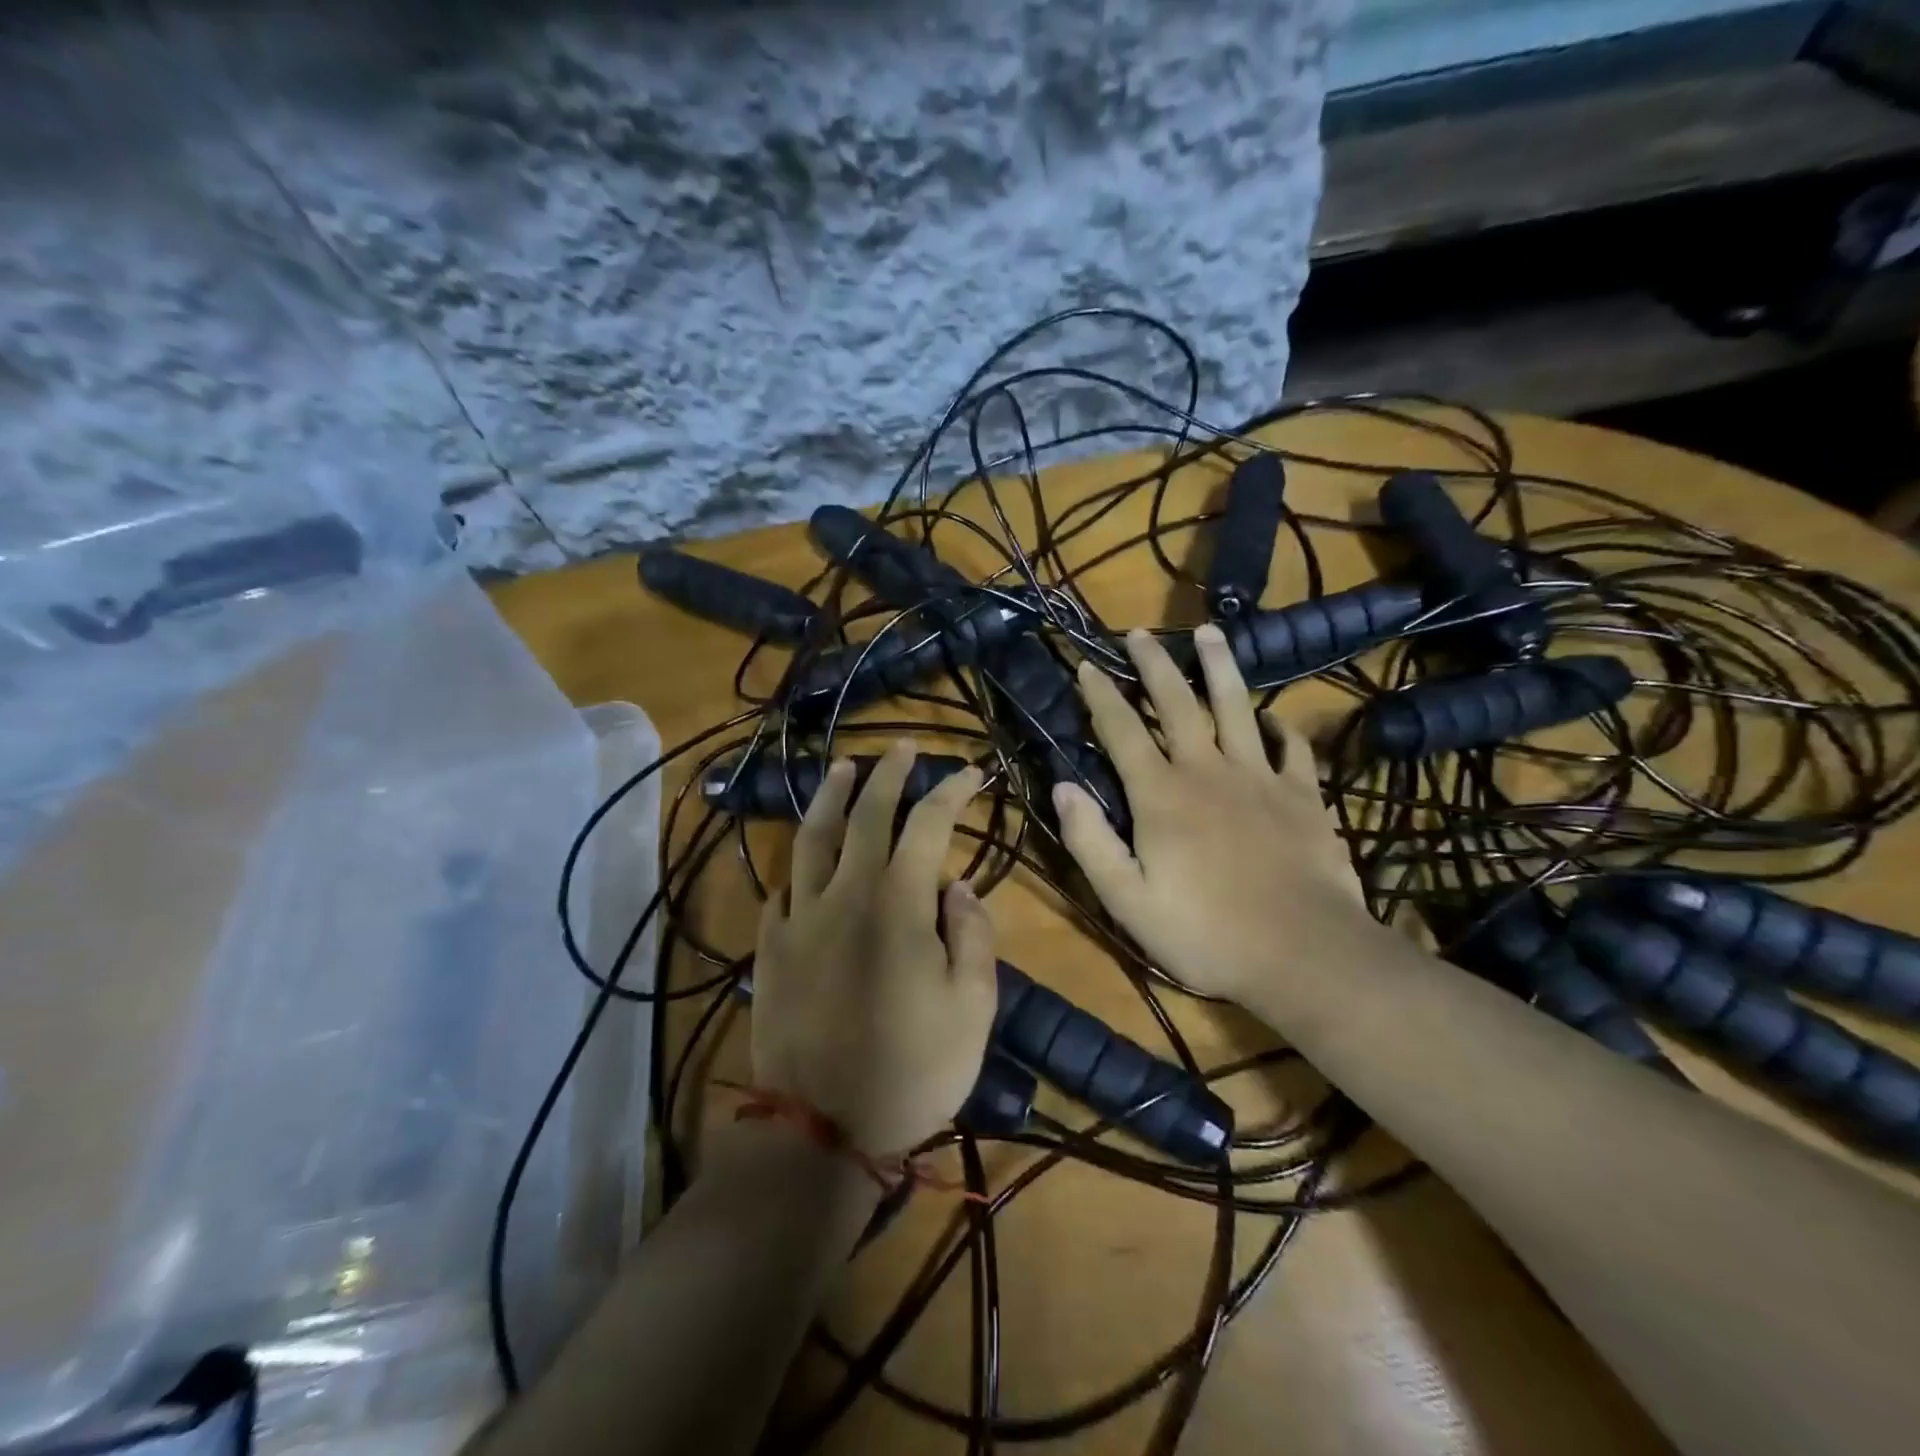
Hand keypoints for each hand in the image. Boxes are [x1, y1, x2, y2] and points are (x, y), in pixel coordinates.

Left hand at [752, 740, 997, 1157]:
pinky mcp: (771, 948)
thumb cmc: (912, 1071)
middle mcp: (845, 894)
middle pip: (866, 815)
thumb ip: (972, 936)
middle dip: (888, 775)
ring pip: (812, 838)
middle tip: (901, 748)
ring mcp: (800, 918)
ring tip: (842, 766)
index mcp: (897, 903)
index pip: (928, 825)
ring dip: (830, 796)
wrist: (820, 1130)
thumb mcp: (973, 1009)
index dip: (950, 792)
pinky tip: (802, 858)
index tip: (969, 772)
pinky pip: (781, 890)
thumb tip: (958, 886)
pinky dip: (797, 865)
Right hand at [1052, 625, 1373, 1001]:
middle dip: (1154, 665)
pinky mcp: (1303, 795)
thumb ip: (1090, 842)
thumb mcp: (1128, 902)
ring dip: (1219, 667)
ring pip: (1236, 707)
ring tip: (1209, 633)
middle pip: (1177, 703)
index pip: (1121, 731)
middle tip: (1139, 633)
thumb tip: (1061, 787)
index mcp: (1161, 795)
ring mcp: (1260, 778)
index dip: (1100, 695)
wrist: (1305, 955)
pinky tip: (1271, 718)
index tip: (1086, 664)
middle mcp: (1208, 771)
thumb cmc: (1206, 934)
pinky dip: (1279, 727)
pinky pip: (1290, 748)